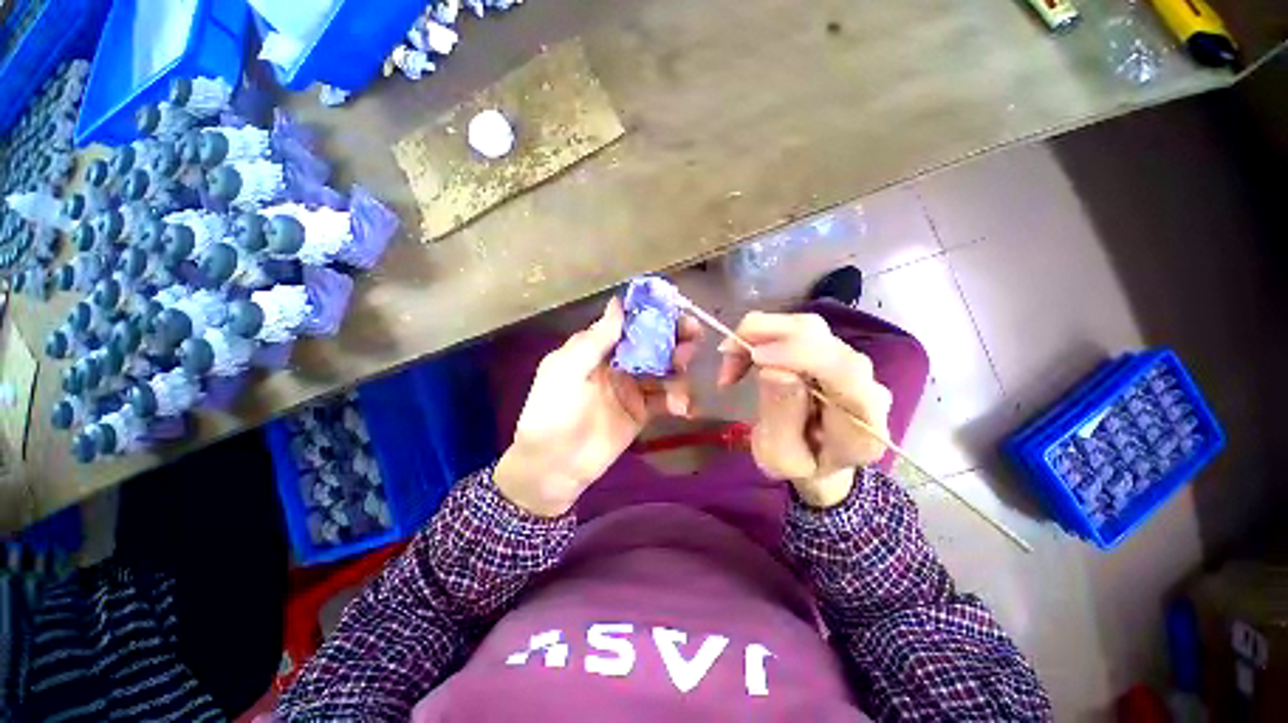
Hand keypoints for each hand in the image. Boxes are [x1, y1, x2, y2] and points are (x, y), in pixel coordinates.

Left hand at [495, 298, 701, 516]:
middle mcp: (618, 365)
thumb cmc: (554, 410)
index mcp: (598, 350)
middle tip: (693, 338)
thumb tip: (617, 302)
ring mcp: (632, 389)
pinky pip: (665, 400)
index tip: (677, 310)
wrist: (554, 465)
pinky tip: (683, 406)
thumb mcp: (568, 368)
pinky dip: (678, 400)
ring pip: (663, 370)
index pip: (631, 325)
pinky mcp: (642, 413)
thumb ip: (596, 339)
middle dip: (674, 338)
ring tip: (684, 373)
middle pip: (652, 345)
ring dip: (679, 368)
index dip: (653, 316)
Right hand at [717, 312, 892, 507]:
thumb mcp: (782, 459)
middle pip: (821, 336)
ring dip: (760, 334)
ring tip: (730, 360)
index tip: (754, 355)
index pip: (843, 370)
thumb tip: (774, 370)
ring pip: (805, 326)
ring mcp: (849, 361)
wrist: (821, 460)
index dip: (798, 353)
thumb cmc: (801, 466)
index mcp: (863, 420)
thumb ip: (782, 420)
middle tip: (726, 356)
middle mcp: (864, 381)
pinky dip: (763, 335)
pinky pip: (796, 331)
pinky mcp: (830, 351)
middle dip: (766, 336)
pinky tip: (745, 355)